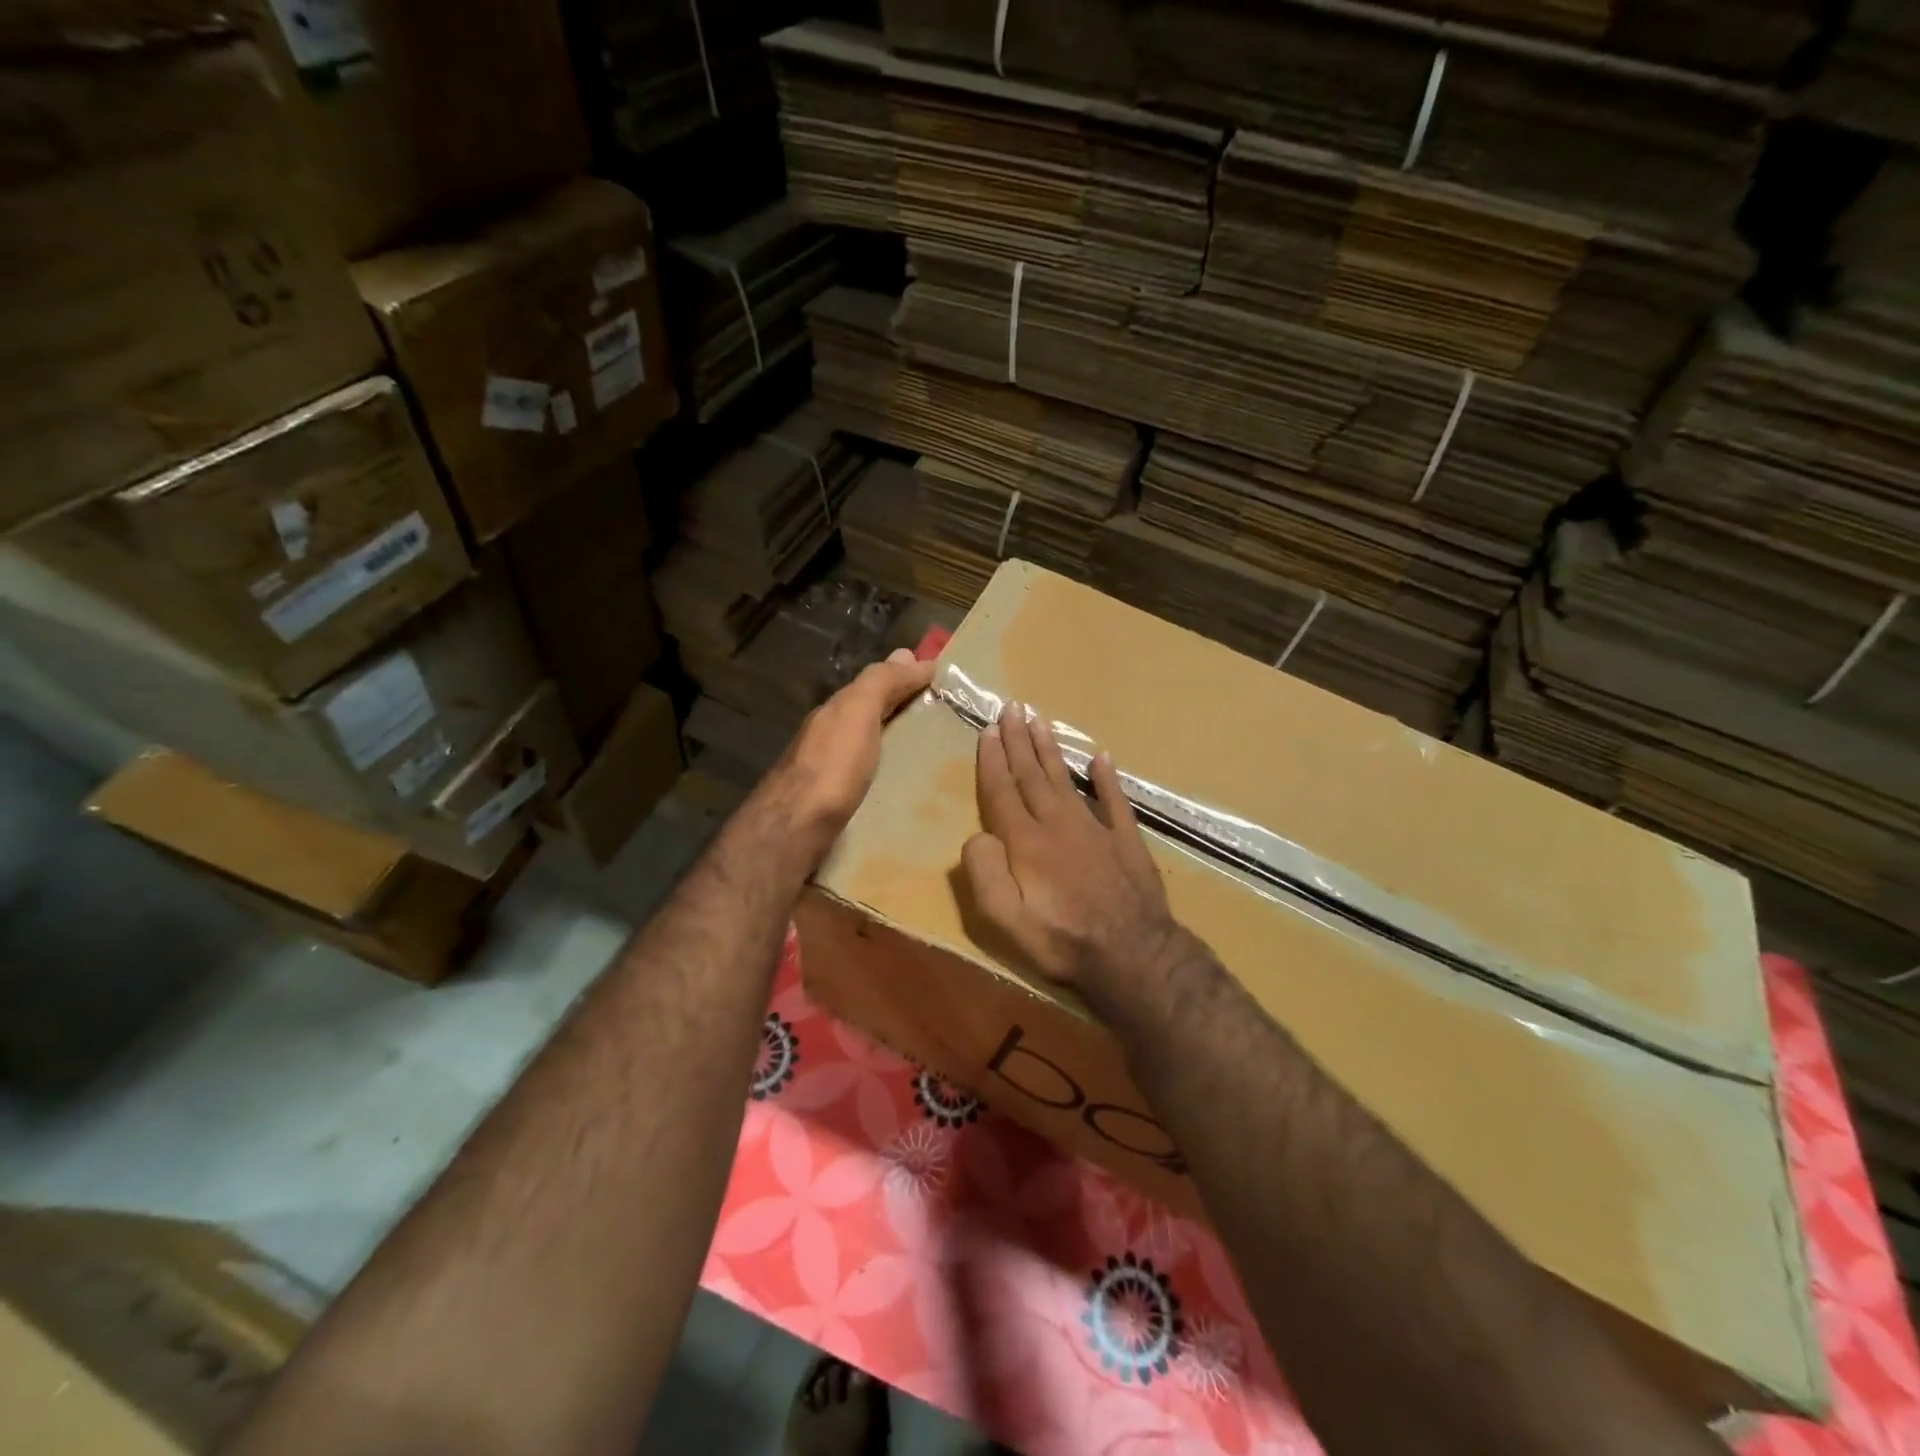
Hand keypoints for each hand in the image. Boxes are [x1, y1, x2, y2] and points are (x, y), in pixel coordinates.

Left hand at [759, 648, 935, 870]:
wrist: (794, 829)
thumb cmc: (831, 767)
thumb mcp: (856, 712)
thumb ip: (881, 683)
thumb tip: (912, 656)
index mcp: (836, 712)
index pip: (875, 684)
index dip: (904, 677)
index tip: (941, 679)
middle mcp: (830, 736)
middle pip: (872, 714)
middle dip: (903, 708)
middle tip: (945, 713)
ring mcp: (831, 772)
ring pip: (871, 747)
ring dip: (897, 742)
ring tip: (934, 750)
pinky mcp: (837, 804)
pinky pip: (870, 777)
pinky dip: (888, 771)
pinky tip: (905, 783)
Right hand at [962, 702, 1184, 1002]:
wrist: (1132, 953)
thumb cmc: (1062, 940)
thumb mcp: (1005, 919)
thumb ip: (985, 872)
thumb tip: (978, 835)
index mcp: (1026, 841)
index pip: (1003, 791)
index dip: (993, 760)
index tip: (989, 730)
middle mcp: (1058, 823)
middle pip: (1032, 775)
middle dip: (1019, 740)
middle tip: (1012, 707)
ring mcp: (1094, 828)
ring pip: (1066, 778)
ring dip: (1050, 749)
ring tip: (1040, 720)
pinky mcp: (1125, 839)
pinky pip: (1113, 799)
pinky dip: (1106, 777)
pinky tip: (1100, 757)